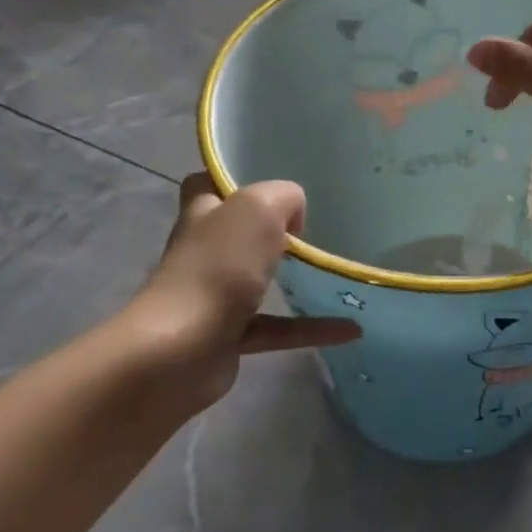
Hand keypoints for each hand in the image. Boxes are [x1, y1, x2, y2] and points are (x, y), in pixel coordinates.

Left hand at [124, 176, 358, 411]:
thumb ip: (284, 197)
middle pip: (237, 230)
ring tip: (337, 272)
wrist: (180, 352)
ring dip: (295, 277)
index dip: (234, 178)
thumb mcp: (259, 208)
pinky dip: (313, 328)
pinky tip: (352, 329)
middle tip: (315, 225)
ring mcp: (214, 295)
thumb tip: (293, 217)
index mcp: (203, 213)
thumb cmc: (218, 268)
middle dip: (271, 227)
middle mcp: (204, 250)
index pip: (209, 183)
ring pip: (259, 278)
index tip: (274, 181)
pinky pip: (279, 328)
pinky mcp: (229, 336)